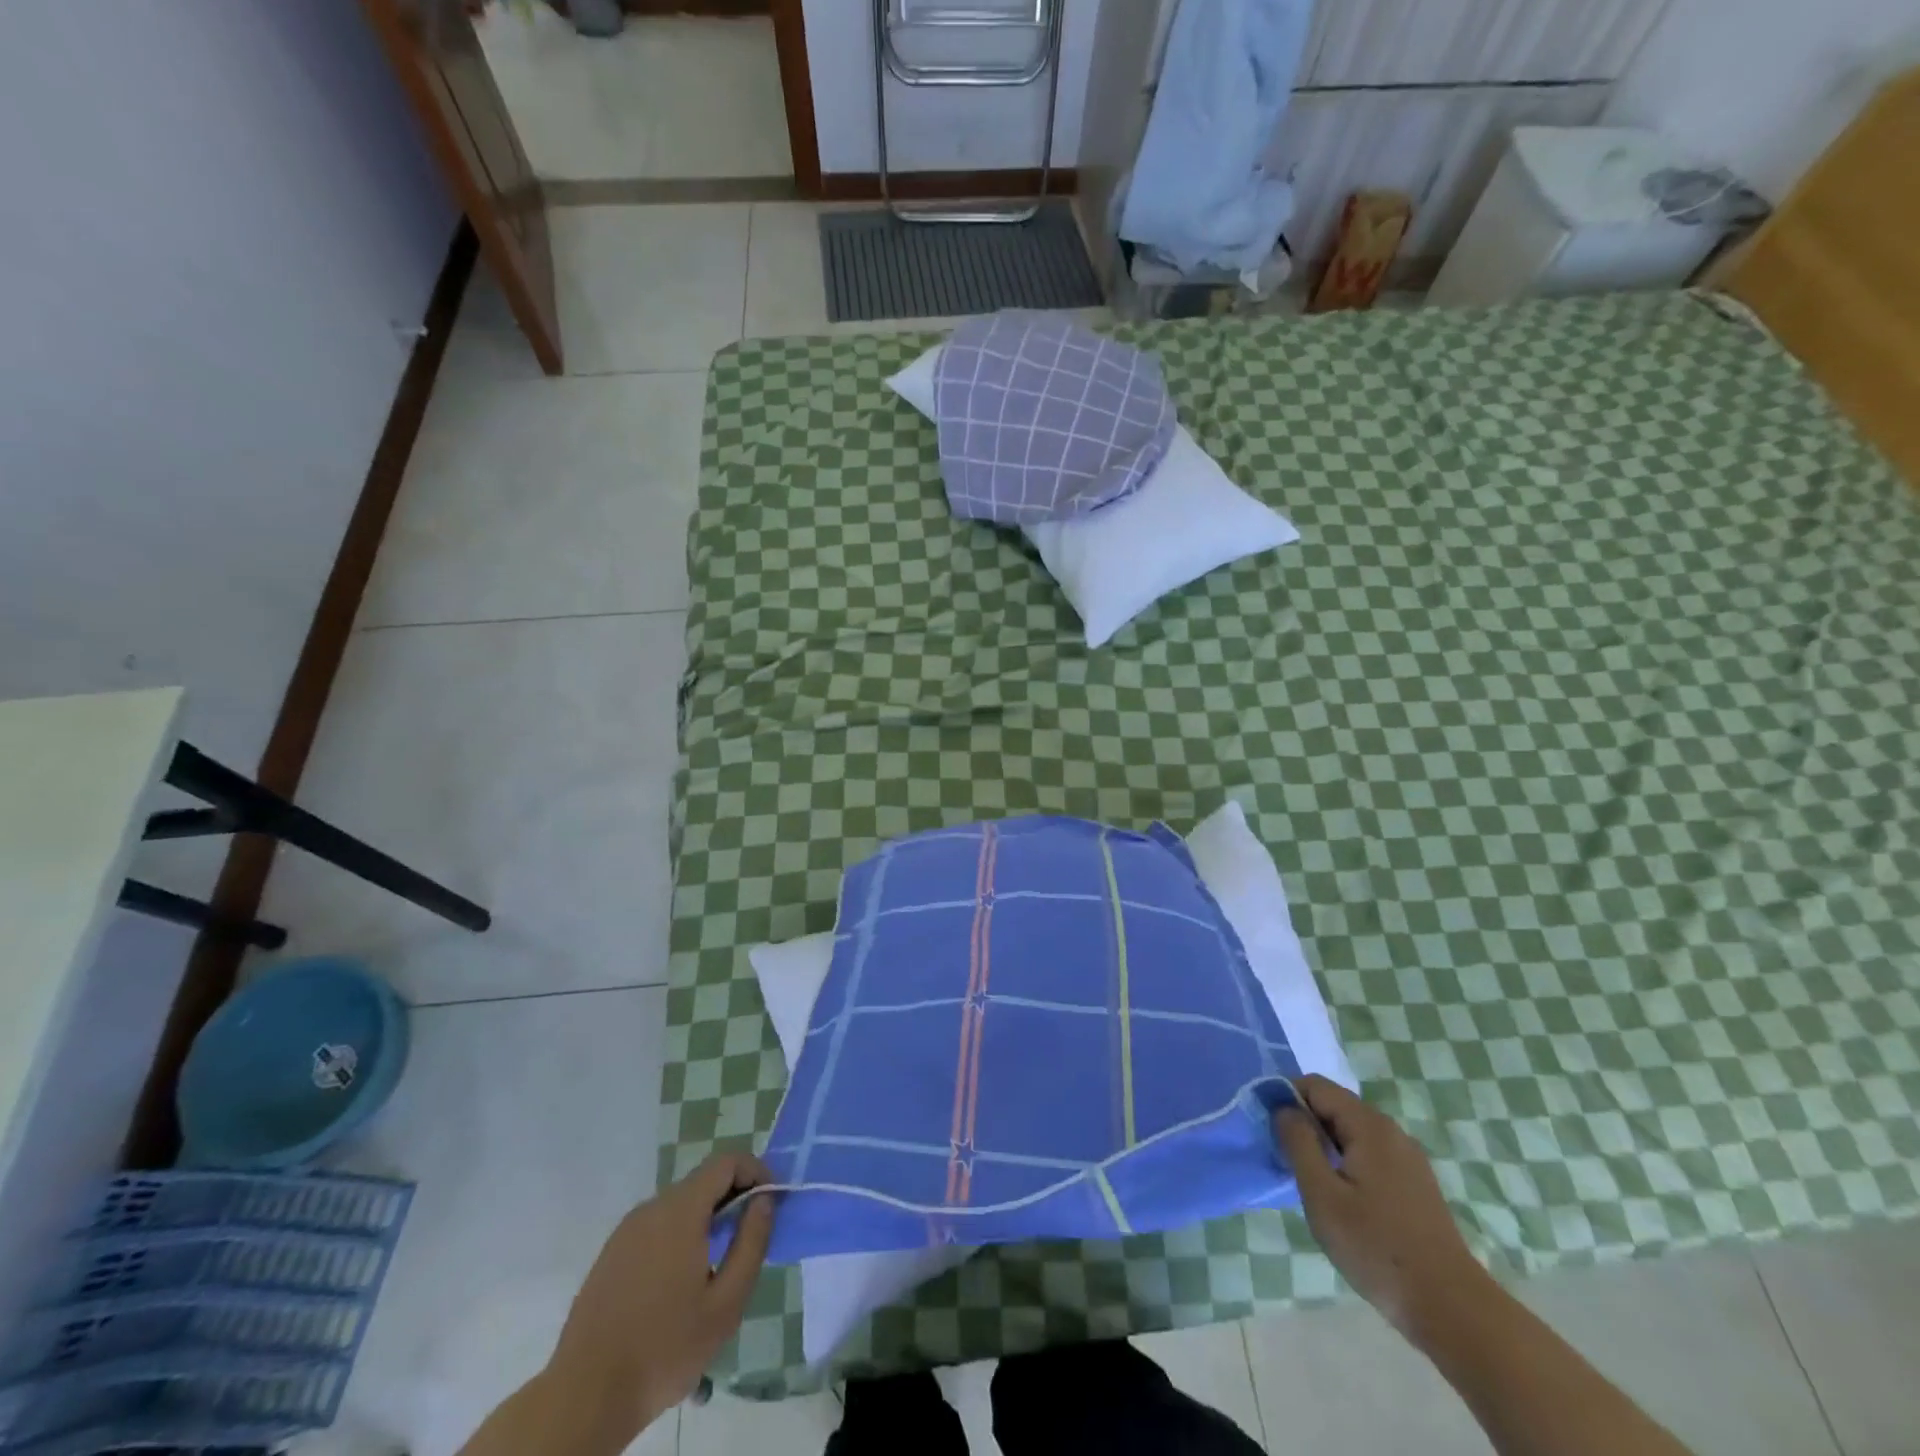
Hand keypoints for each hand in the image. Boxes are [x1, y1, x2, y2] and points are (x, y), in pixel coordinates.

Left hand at [546, 1153, 776, 1440]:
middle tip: (749, 1237)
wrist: (584, 1398)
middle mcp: (651, 1208)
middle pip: (702, 1182)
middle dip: (733, 1197)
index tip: (771, 1200)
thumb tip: (764, 1199)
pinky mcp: (611, 1254)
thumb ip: (751, 1242)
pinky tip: (680, 1283)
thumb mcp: (725, 1303)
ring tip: (718, 1265)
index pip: (726, 1162)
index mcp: (680, 1211)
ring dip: (706, 1218)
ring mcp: (626, 1230)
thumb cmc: (664, 1350)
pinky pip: (655, 1227)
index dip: (754, 1171)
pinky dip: (679, 1235)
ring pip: (678, 1205)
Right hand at [1272, 1075, 1491, 1341]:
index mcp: (1369, 1125)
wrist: (1451, 1309)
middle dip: (1305, 1124)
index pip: (1315, 1085)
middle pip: (1335, 1106)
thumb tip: (1284, 1108)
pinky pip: (1369, 1153)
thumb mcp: (1322, 1194)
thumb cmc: (1377, 1248)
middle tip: (1287, 1161)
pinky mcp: (1415, 1183)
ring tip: (1311, 1183)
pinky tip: (1343, 1200)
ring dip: (1324, 1145)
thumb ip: (1298, 1142)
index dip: (1286, 1099)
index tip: (1271, 1132)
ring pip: (1351, 1131)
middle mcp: (1391, 1130)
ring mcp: (1408, 1157)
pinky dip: (1346, 1162)